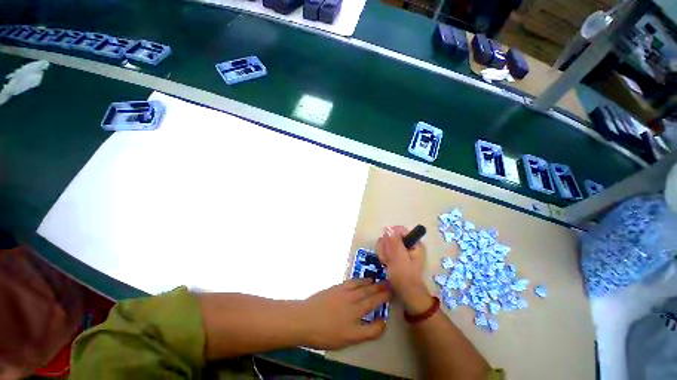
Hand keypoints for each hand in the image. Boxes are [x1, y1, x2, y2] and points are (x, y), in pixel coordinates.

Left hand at [299, 279, 389, 349]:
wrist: (305, 318)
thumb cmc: (323, 334)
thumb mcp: (345, 341)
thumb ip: (364, 333)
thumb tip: (379, 324)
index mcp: (355, 325)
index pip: (374, 325)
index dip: (382, 322)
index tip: (387, 317)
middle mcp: (354, 308)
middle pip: (371, 300)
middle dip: (382, 294)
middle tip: (391, 288)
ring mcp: (346, 295)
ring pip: (364, 289)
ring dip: (374, 285)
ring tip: (381, 282)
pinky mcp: (339, 287)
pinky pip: (354, 282)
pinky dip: (362, 280)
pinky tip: (366, 280)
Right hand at [377, 226, 432, 314]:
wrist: (405, 294)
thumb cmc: (405, 277)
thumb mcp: (400, 259)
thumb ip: (395, 243)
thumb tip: (390, 229)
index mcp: (413, 243)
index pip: (398, 230)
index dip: (390, 237)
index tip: (389, 247)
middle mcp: (407, 243)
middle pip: (390, 236)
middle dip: (386, 247)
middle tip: (388, 259)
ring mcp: (400, 249)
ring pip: (386, 242)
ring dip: (384, 252)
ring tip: (387, 263)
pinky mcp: (395, 254)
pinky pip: (384, 249)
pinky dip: (383, 256)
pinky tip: (386, 264)